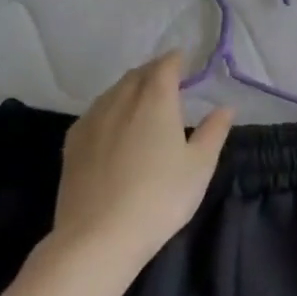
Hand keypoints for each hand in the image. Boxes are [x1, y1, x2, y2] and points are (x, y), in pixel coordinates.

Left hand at [49, 53, 232, 277]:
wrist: (98, 237)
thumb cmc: (161, 196)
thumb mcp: (200, 165)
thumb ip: (213, 131)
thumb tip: (224, 107)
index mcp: (154, 103)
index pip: (163, 69)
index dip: (175, 60)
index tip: (184, 58)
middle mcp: (119, 104)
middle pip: (134, 76)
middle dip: (152, 71)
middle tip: (169, 76)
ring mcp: (90, 125)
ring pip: (111, 93)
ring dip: (129, 87)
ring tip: (143, 96)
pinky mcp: (72, 147)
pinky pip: (94, 112)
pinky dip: (109, 106)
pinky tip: (113, 122)